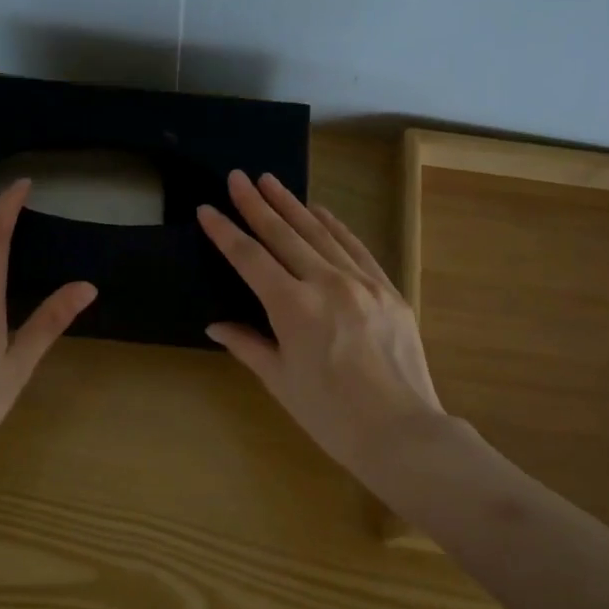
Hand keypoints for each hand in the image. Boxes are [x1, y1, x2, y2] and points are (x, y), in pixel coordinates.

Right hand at [199, 170, 446, 482]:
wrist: (401, 431)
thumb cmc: (330, 415)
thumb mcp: (280, 381)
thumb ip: (247, 345)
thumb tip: (216, 325)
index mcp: (292, 307)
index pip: (250, 258)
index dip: (226, 231)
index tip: (207, 208)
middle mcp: (326, 283)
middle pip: (284, 234)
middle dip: (257, 204)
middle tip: (238, 177)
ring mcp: (362, 282)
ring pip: (321, 233)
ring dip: (293, 205)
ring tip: (272, 182)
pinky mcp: (388, 289)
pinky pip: (356, 247)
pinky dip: (335, 226)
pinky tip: (320, 212)